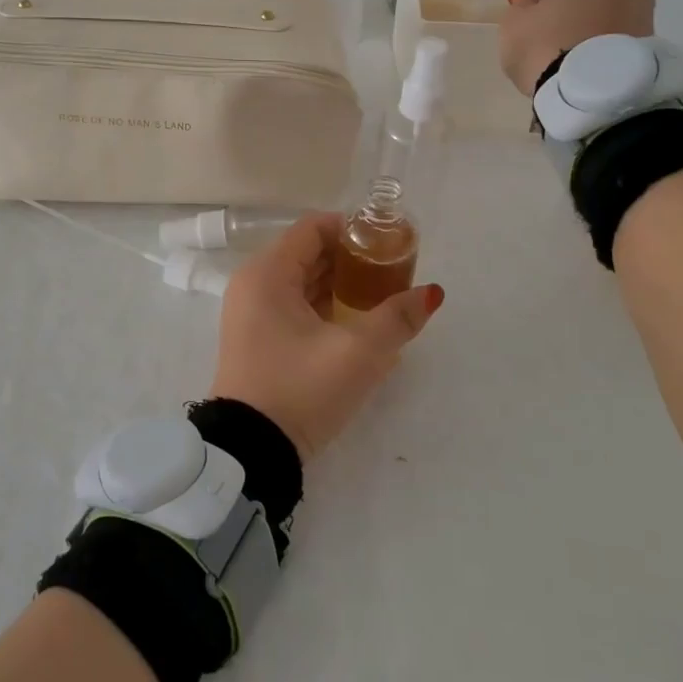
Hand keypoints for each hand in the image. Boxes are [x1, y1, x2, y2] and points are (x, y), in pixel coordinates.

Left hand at [211, 214, 443, 460]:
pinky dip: (325, 307)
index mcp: (267, 274)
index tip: (388, 245)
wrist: (250, 453)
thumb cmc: (300, 390)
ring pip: (302, 281)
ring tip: (383, 297)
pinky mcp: (257, 339)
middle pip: (308, 253)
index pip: (313, 228)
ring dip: (341, 285)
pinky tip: (358, 323)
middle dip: (352, 259)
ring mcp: (252, 313)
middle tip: (394, 273)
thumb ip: (397, 318)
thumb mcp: (357, 354)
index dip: (352, 230)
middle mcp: (254, 284)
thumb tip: (432, 294)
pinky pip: (294, 306)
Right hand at [498, 0, 655, 96]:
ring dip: (583, 12)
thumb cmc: (548, 45)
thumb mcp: (515, 23)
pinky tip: (578, 44)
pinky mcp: (649, 39)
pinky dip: (597, 30)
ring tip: (560, 31)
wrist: (593, 94)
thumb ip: (521, 5)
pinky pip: (613, 26)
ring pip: (603, 3)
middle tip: (544, 7)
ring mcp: (643, 8)